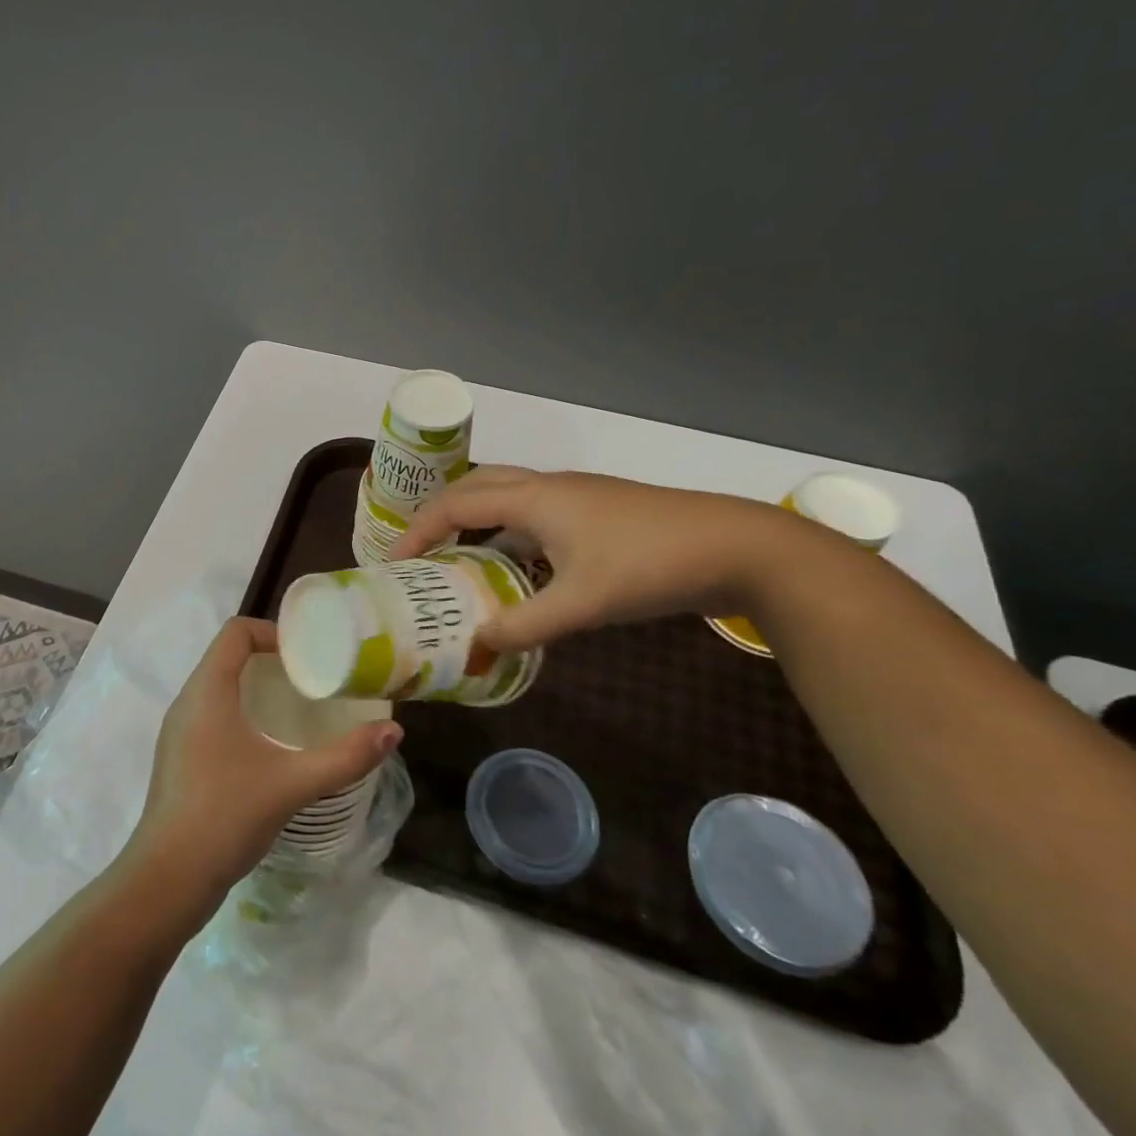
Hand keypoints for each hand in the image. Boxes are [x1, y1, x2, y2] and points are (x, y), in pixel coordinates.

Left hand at [124, 618, 403, 913]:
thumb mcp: (293, 783)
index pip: (235, 632)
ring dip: (255, 688)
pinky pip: (211, 715)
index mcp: (207, 691)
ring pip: (218, 688)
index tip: (308, 655)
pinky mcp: (179, 759)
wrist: (166, 881)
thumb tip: (393, 731)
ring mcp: (178, 732)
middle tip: (312, 679)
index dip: (273, 631)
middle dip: (270, 660)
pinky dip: (240, 713)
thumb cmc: (226, 816)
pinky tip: (268, 747)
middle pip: (227, 656)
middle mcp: (187, 702)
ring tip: (296, 710)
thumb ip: (345, 757)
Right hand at [390, 466, 797, 649]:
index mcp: (534, 497)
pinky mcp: (597, 515)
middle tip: (421, 555)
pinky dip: (510, 539)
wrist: (740, 547)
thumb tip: (475, 647)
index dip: (418, 532)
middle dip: (440, 518)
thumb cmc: (650, 565)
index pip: (455, 504)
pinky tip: (517, 573)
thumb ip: (524, 626)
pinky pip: (534, 518)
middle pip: (475, 488)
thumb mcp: (582, 603)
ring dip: (476, 526)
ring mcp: (576, 498)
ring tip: (458, 564)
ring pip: (507, 501)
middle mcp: (548, 487)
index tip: (395, 565)